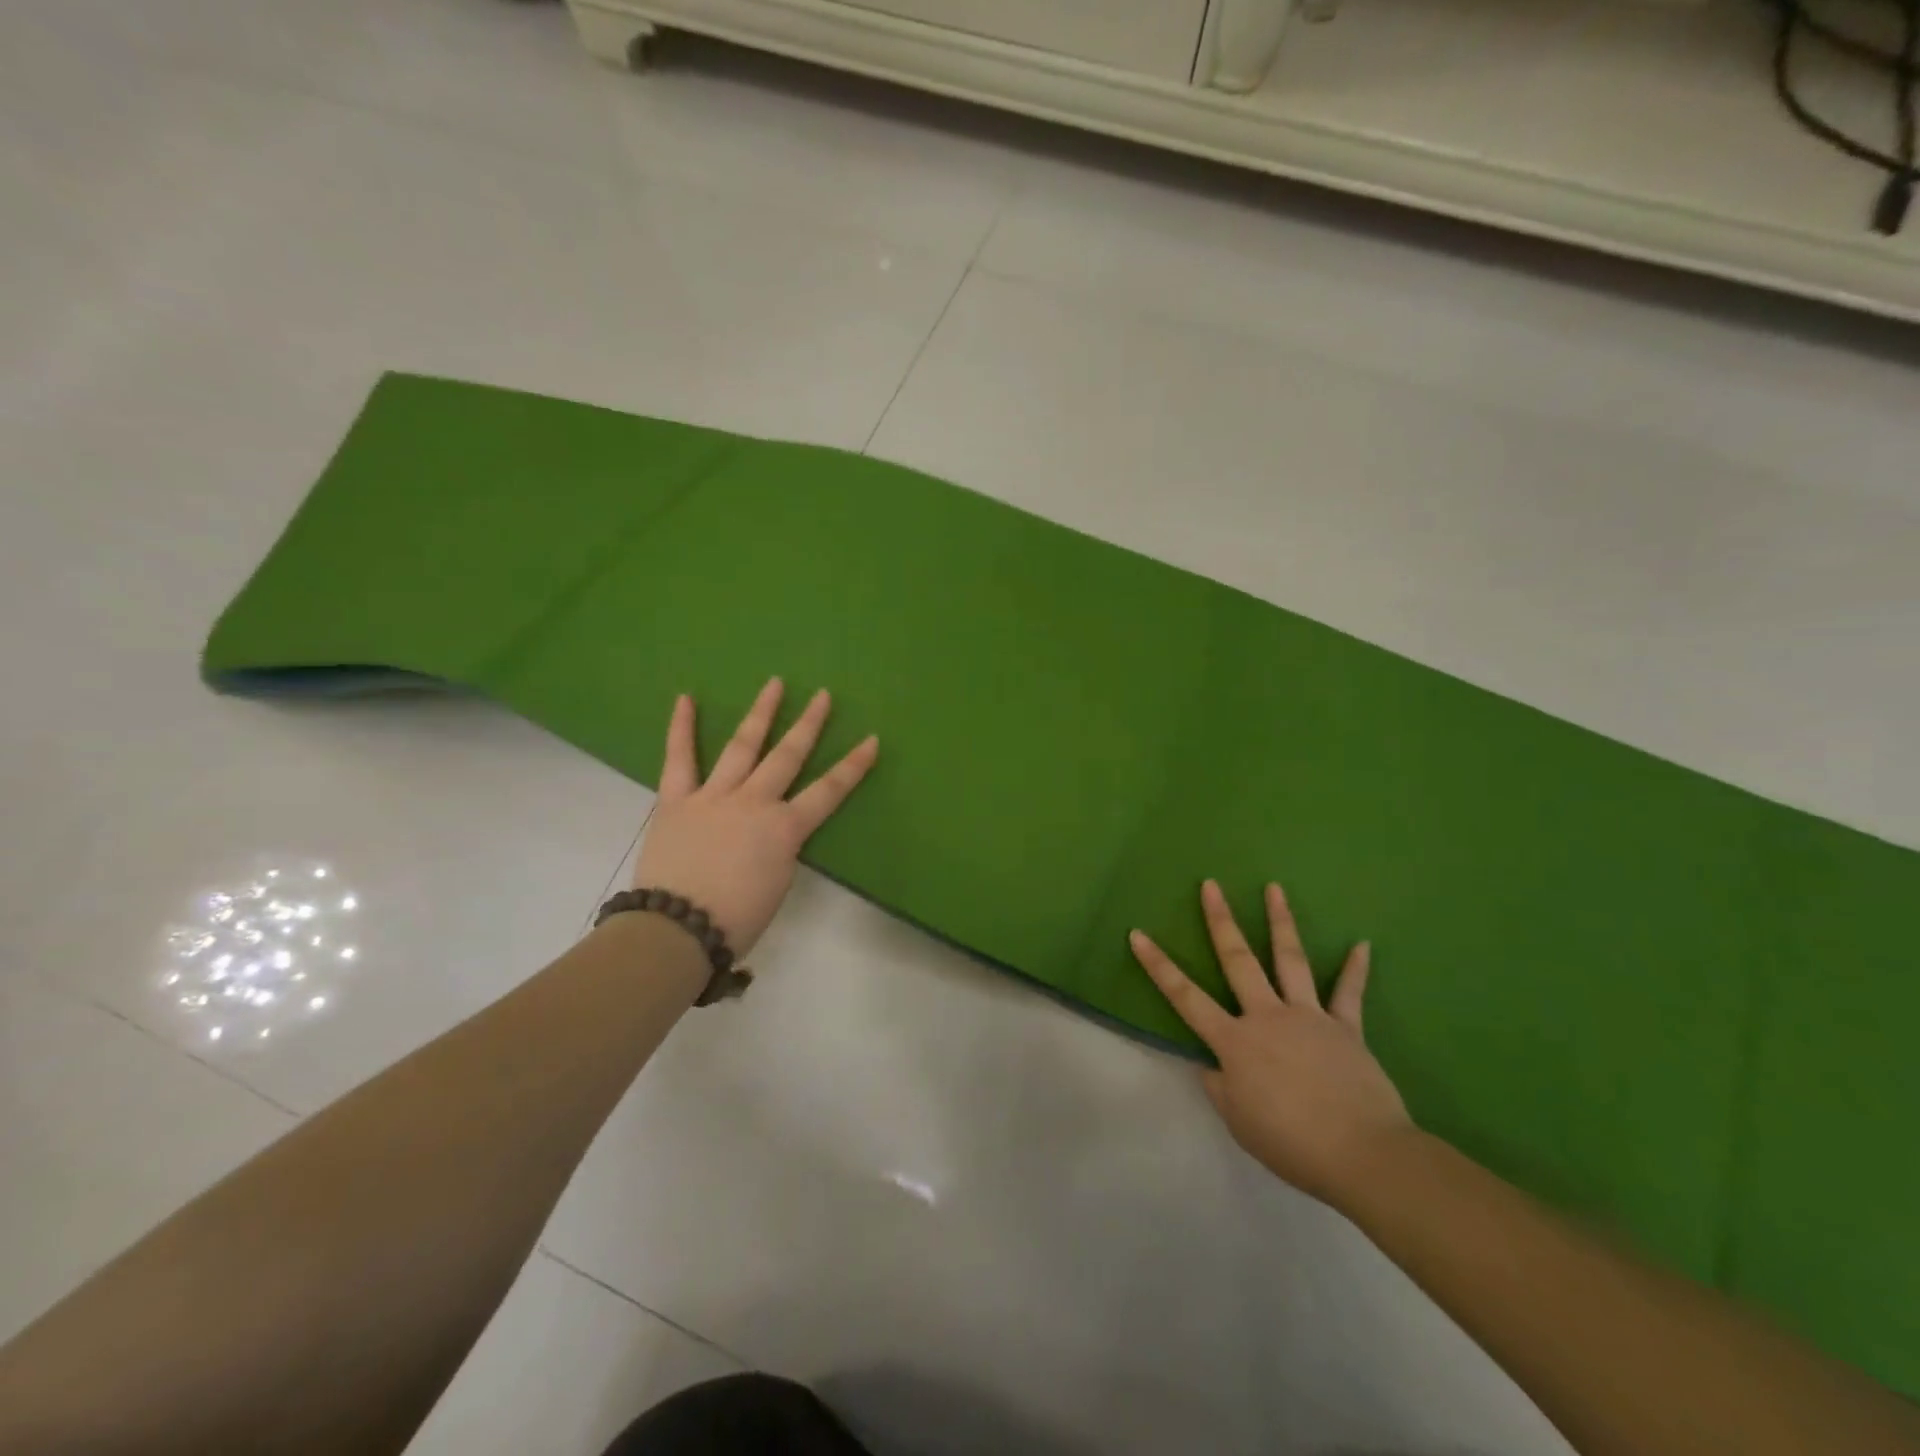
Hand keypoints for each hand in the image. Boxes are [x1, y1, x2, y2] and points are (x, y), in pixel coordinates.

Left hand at [632, 678, 878, 956]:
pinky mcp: (676, 800)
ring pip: (742, 746)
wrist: (677, 929)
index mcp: (784, 828)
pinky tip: (686, 699)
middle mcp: (754, 802)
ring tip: (775, 684)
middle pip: (788, 756)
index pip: (829, 791)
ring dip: (761, 713)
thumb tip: (774, 832)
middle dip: (809, 724)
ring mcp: (714, 795)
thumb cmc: (736, 919)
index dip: (853, 766)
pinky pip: (679, 759)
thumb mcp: (777, 884)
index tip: (871, 740)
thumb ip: (780, 849)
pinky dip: (681, 729)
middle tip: (823, 696)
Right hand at [1130, 880, 1411, 1206]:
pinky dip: (1355, 968)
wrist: (1362, 1154)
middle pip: (1238, 960)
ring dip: (1280, 921)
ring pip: (1290, 960)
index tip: (1138, 934)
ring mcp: (1308, 1016)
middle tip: (1211, 885)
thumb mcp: (1238, 1121)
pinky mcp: (1345, 1028)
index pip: (1185, 996)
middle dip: (1220, 920)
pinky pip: (1348, 993)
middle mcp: (1267, 1016)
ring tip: (1274, 888)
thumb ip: (1220, 1087)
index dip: (1158, 965)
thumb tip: (1212, 1065)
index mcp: (1235, 1041)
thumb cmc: (1291, 1142)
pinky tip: (1363, 944)